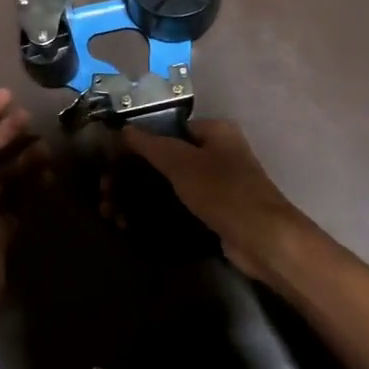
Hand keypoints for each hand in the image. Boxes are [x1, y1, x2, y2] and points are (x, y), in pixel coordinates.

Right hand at [122, 120, 306, 280]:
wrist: (263, 240)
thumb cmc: (223, 191)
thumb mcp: (182, 163)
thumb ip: (151, 144)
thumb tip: (123, 129)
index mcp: (214, 131)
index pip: (167, 128)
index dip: (136, 142)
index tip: (111, 161)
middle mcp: (217, 153)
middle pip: (163, 159)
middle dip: (131, 175)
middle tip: (105, 192)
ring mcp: (216, 184)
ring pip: (167, 185)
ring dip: (137, 196)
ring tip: (111, 214)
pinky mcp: (213, 212)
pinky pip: (176, 206)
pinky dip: (154, 212)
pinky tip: (130, 225)